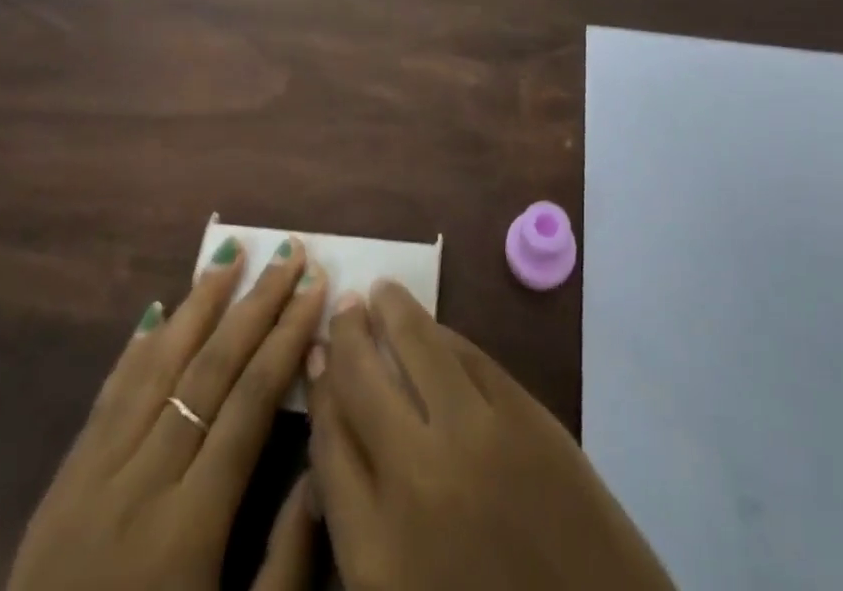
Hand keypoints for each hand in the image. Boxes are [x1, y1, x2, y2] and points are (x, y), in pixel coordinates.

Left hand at [8, 236, 328, 590]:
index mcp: (189, 529)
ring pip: (156, 367)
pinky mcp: (61, 485)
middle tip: (290, 252)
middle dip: (255, 305)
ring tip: (231, 253)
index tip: (315, 288)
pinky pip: (107, 398)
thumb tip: (320, 469)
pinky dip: (136, 349)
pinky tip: (156, 310)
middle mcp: (140, 485)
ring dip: (198, 305)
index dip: (286, 339)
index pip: (248, 405)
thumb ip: (285, 567)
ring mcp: (93, 478)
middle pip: (208, 371)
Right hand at [306, 281, 674, 590]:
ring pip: (417, 346)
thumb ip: (360, 524)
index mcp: (375, 552)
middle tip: (343, 306)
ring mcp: (477, 437)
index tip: (315, 355)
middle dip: (346, 335)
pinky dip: (444, 335)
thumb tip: (339, 443)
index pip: (327, 442)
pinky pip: (470, 356)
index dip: (319, 389)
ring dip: (393, 310)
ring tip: (381, 291)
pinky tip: (433, 327)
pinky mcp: (527, 415)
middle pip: (361, 380)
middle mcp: (416, 479)